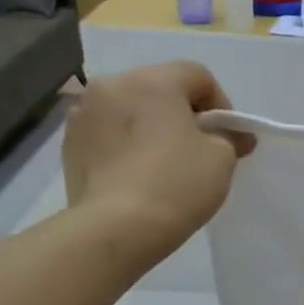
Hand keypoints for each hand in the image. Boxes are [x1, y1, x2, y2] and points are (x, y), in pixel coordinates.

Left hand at [62, 62, 250, 260]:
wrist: (115, 228)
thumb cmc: (176, 185)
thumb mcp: (221, 159)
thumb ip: (229, 137)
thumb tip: (234, 134)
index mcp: (154, 80)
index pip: (198, 76)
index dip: (220, 104)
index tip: (227, 137)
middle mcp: (113, 85)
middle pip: (160, 89)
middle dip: (181, 113)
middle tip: (197, 149)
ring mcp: (84, 113)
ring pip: (129, 110)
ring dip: (148, 126)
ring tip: (160, 163)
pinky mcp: (69, 143)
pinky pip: (106, 133)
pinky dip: (123, 145)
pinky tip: (134, 175)